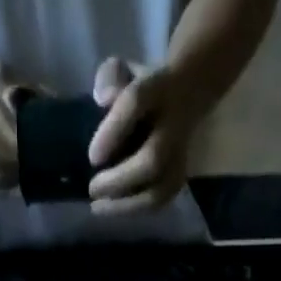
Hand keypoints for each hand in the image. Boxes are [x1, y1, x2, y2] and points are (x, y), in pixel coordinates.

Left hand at [87, 57, 200, 215]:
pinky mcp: (180, 176)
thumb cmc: (145, 87)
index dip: (113, 131)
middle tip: (92, 188)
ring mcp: (180, 155)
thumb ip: (109, 77)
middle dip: (120, 180)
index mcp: (158, 89)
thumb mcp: (124, 71)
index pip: (136, 103)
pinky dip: (136, 209)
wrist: (188, 93)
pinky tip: (112, 209)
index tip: (92, 158)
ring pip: (160, 189)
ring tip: (98, 207)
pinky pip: (160, 200)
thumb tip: (101, 99)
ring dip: (128, 204)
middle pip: (153, 160)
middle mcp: (173, 125)